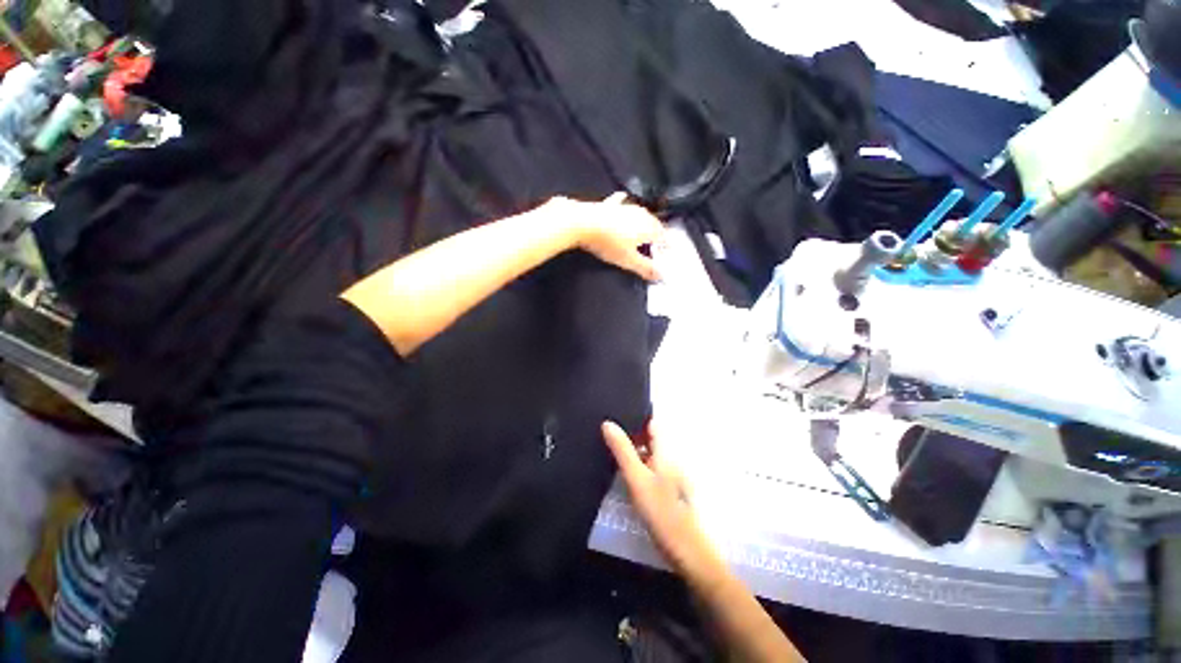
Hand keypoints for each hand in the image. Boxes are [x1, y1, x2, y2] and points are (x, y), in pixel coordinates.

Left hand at [540, 193, 663, 280]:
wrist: (583, 224)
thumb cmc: (607, 242)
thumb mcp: (628, 260)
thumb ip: (646, 268)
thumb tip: (660, 276)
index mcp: (648, 227)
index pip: (664, 236)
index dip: (666, 244)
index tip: (667, 250)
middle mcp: (640, 214)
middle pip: (654, 224)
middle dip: (657, 233)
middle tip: (657, 243)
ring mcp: (625, 207)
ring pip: (641, 214)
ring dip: (644, 222)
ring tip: (643, 230)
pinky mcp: (611, 205)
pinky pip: (622, 204)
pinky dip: (625, 208)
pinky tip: (623, 205)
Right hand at [602, 420, 718, 574]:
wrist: (687, 550)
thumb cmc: (661, 511)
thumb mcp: (636, 478)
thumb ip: (622, 450)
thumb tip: (608, 423)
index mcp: (666, 451)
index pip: (653, 423)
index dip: (637, 416)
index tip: (617, 414)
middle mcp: (671, 457)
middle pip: (651, 437)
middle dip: (632, 433)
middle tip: (608, 433)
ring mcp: (672, 473)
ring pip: (650, 453)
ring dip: (634, 450)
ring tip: (611, 448)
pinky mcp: (669, 488)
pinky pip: (652, 467)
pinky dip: (639, 465)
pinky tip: (625, 472)